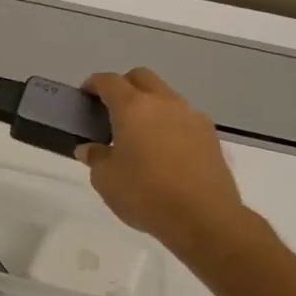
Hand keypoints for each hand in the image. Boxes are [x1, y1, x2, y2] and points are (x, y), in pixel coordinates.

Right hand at [77, 69, 257, 257]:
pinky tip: (162, 150)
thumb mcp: (105, 179)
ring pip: (166, 96)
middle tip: (110, 109)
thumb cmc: (144, 193)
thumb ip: (96, 157)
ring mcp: (192, 118)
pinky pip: (183, 118)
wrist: (203, 217)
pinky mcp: (210, 137)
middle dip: (124, 86)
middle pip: (142, 78)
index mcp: (133, 108)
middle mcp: (164, 103)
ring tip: (138, 133)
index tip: (85, 95)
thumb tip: (91, 148)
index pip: (110, 81)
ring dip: (149, 105)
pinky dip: (168, 124)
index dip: (94, 84)